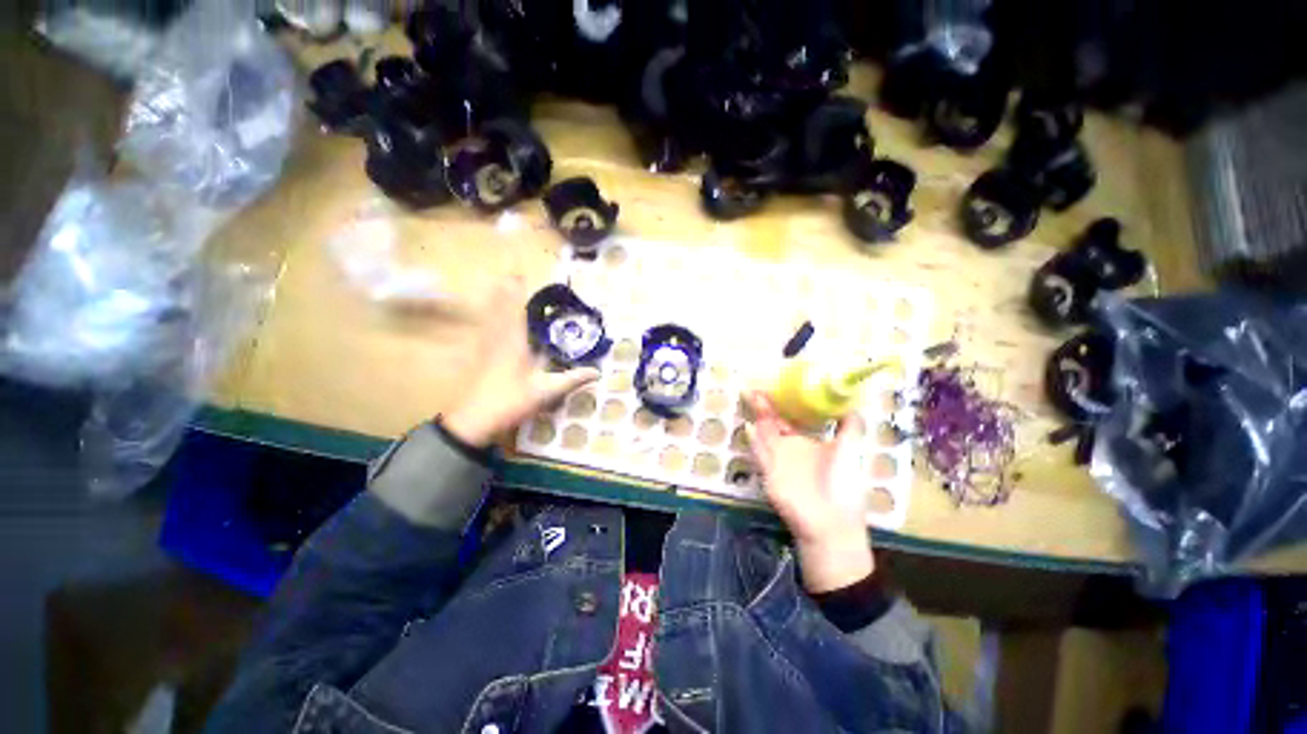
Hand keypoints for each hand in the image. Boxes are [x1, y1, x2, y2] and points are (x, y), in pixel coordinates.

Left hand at [444, 278, 599, 447]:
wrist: (474, 420)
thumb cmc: (511, 401)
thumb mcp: (546, 392)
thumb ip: (572, 379)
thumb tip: (597, 372)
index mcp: (514, 342)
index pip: (516, 308)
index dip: (517, 289)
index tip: (519, 271)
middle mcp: (498, 338)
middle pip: (499, 307)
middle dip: (505, 288)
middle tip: (511, 271)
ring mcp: (485, 347)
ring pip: (489, 316)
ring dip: (496, 299)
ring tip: (501, 284)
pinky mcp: (479, 356)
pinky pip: (485, 329)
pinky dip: (489, 318)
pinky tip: (490, 319)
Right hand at [745, 392, 873, 592]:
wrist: (833, 524)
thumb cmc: (844, 487)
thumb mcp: (849, 451)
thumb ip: (849, 427)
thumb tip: (851, 403)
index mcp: (804, 442)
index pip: (788, 418)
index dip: (781, 403)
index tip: (776, 385)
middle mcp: (787, 448)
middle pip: (771, 422)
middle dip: (764, 405)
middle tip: (756, 386)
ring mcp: (777, 460)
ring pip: (763, 433)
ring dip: (756, 417)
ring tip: (751, 396)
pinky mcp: (770, 473)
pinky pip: (760, 454)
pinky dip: (754, 440)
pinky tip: (750, 425)